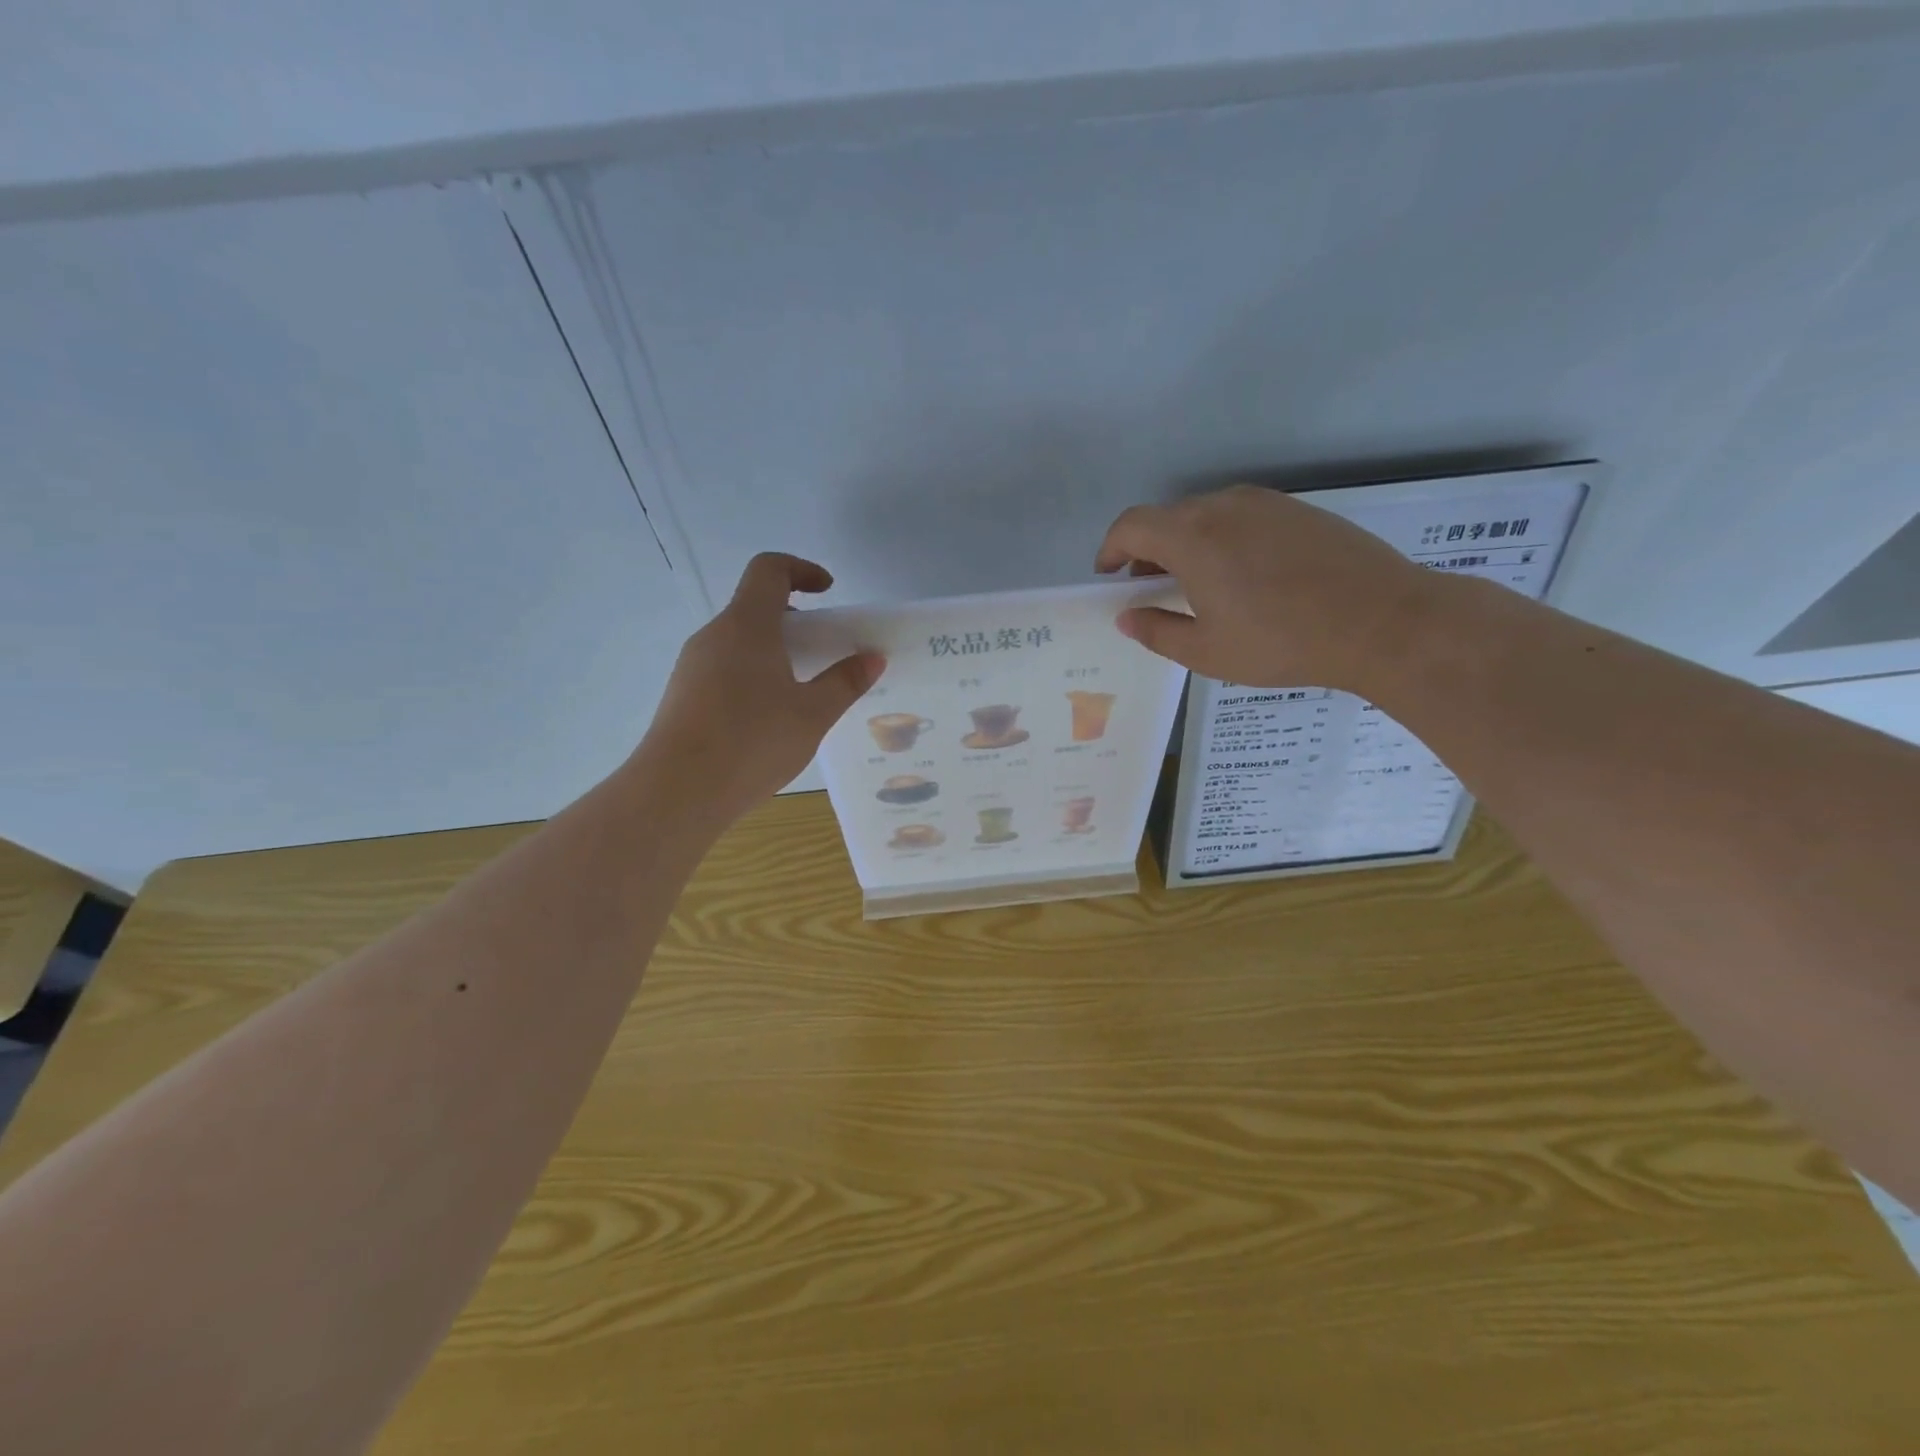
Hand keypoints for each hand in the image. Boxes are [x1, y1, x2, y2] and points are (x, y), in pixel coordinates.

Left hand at [638, 553, 883, 822]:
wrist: (676, 792)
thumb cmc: (752, 742)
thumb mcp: (812, 714)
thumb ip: (845, 682)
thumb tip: (872, 658)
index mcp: (746, 626)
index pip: (769, 569)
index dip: (802, 570)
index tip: (828, 592)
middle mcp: (714, 636)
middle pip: (755, 607)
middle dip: (795, 621)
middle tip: (825, 653)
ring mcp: (692, 666)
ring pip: (739, 642)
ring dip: (774, 653)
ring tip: (802, 694)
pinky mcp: (682, 696)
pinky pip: (724, 669)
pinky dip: (753, 676)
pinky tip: (769, 721)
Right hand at [1095, 485, 1438, 690]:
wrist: (1383, 621)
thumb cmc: (1282, 642)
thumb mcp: (1207, 652)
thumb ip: (1156, 631)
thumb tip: (1127, 617)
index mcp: (1192, 537)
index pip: (1131, 526)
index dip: (1110, 549)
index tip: (1109, 576)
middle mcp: (1223, 506)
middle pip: (1167, 518)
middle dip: (1147, 551)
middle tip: (1150, 590)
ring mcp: (1265, 503)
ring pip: (1205, 515)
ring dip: (1185, 544)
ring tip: (1196, 586)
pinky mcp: (1298, 510)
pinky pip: (1241, 517)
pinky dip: (1222, 539)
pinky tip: (1242, 577)